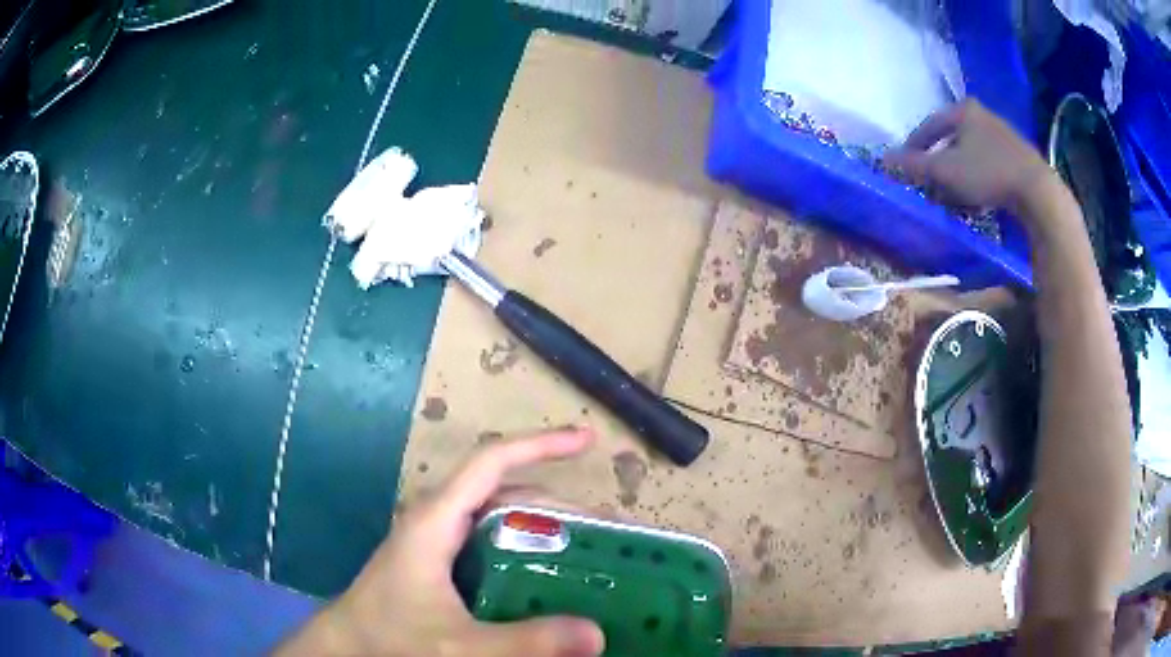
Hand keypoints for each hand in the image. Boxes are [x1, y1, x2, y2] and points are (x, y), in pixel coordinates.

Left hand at [278, 429, 604, 656]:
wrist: (347, 647)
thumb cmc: (391, 637)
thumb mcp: (460, 646)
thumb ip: (525, 642)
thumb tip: (597, 634)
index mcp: (437, 519)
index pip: (492, 462)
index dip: (540, 445)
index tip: (586, 441)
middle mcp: (439, 519)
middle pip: (505, 491)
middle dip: (558, 501)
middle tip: (606, 528)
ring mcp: (437, 539)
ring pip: (499, 517)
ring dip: (544, 525)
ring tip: (588, 549)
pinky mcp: (439, 561)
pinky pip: (491, 541)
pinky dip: (525, 548)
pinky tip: (547, 575)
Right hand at [884, 100, 1057, 215]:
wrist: (1038, 192)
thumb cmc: (988, 173)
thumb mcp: (946, 171)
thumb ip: (914, 165)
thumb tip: (883, 161)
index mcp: (963, 110)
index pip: (930, 125)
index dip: (914, 146)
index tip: (905, 165)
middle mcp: (983, 115)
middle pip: (952, 141)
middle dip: (939, 165)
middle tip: (931, 186)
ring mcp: (1003, 135)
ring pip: (971, 154)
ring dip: (958, 175)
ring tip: (953, 198)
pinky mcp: (1019, 157)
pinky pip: (988, 165)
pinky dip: (978, 180)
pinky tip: (977, 199)